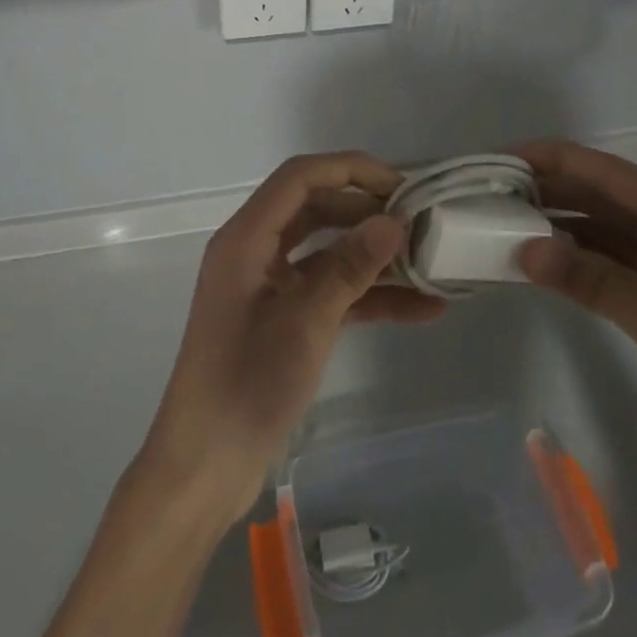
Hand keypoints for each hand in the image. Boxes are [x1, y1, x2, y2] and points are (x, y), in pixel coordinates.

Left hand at [136, 152, 445, 523]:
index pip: (300, 177)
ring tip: (431, 264)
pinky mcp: (283, 319)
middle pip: (316, 209)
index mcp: (246, 239)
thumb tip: (393, 222)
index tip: (402, 186)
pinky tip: (420, 310)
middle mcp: (255, 252)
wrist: (205, 466)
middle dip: (368, 212)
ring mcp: (269, 286)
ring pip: (328, 252)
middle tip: (421, 223)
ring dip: (375, 257)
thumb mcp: (305, 324)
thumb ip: (349, 268)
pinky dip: (368, 296)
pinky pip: (329, 292)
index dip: (351, 170)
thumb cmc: (246, 386)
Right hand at [515, 140, 636, 504]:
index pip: (603, 170)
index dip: (548, 159)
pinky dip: (584, 262)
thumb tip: (524, 249)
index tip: (495, 162)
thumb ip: (592, 281)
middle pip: (603, 195)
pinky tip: (549, 266)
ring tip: (505, 226)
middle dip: (547, 191)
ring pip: (609, 230)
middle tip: (487, 198)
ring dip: (562, 227)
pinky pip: (620, 263)